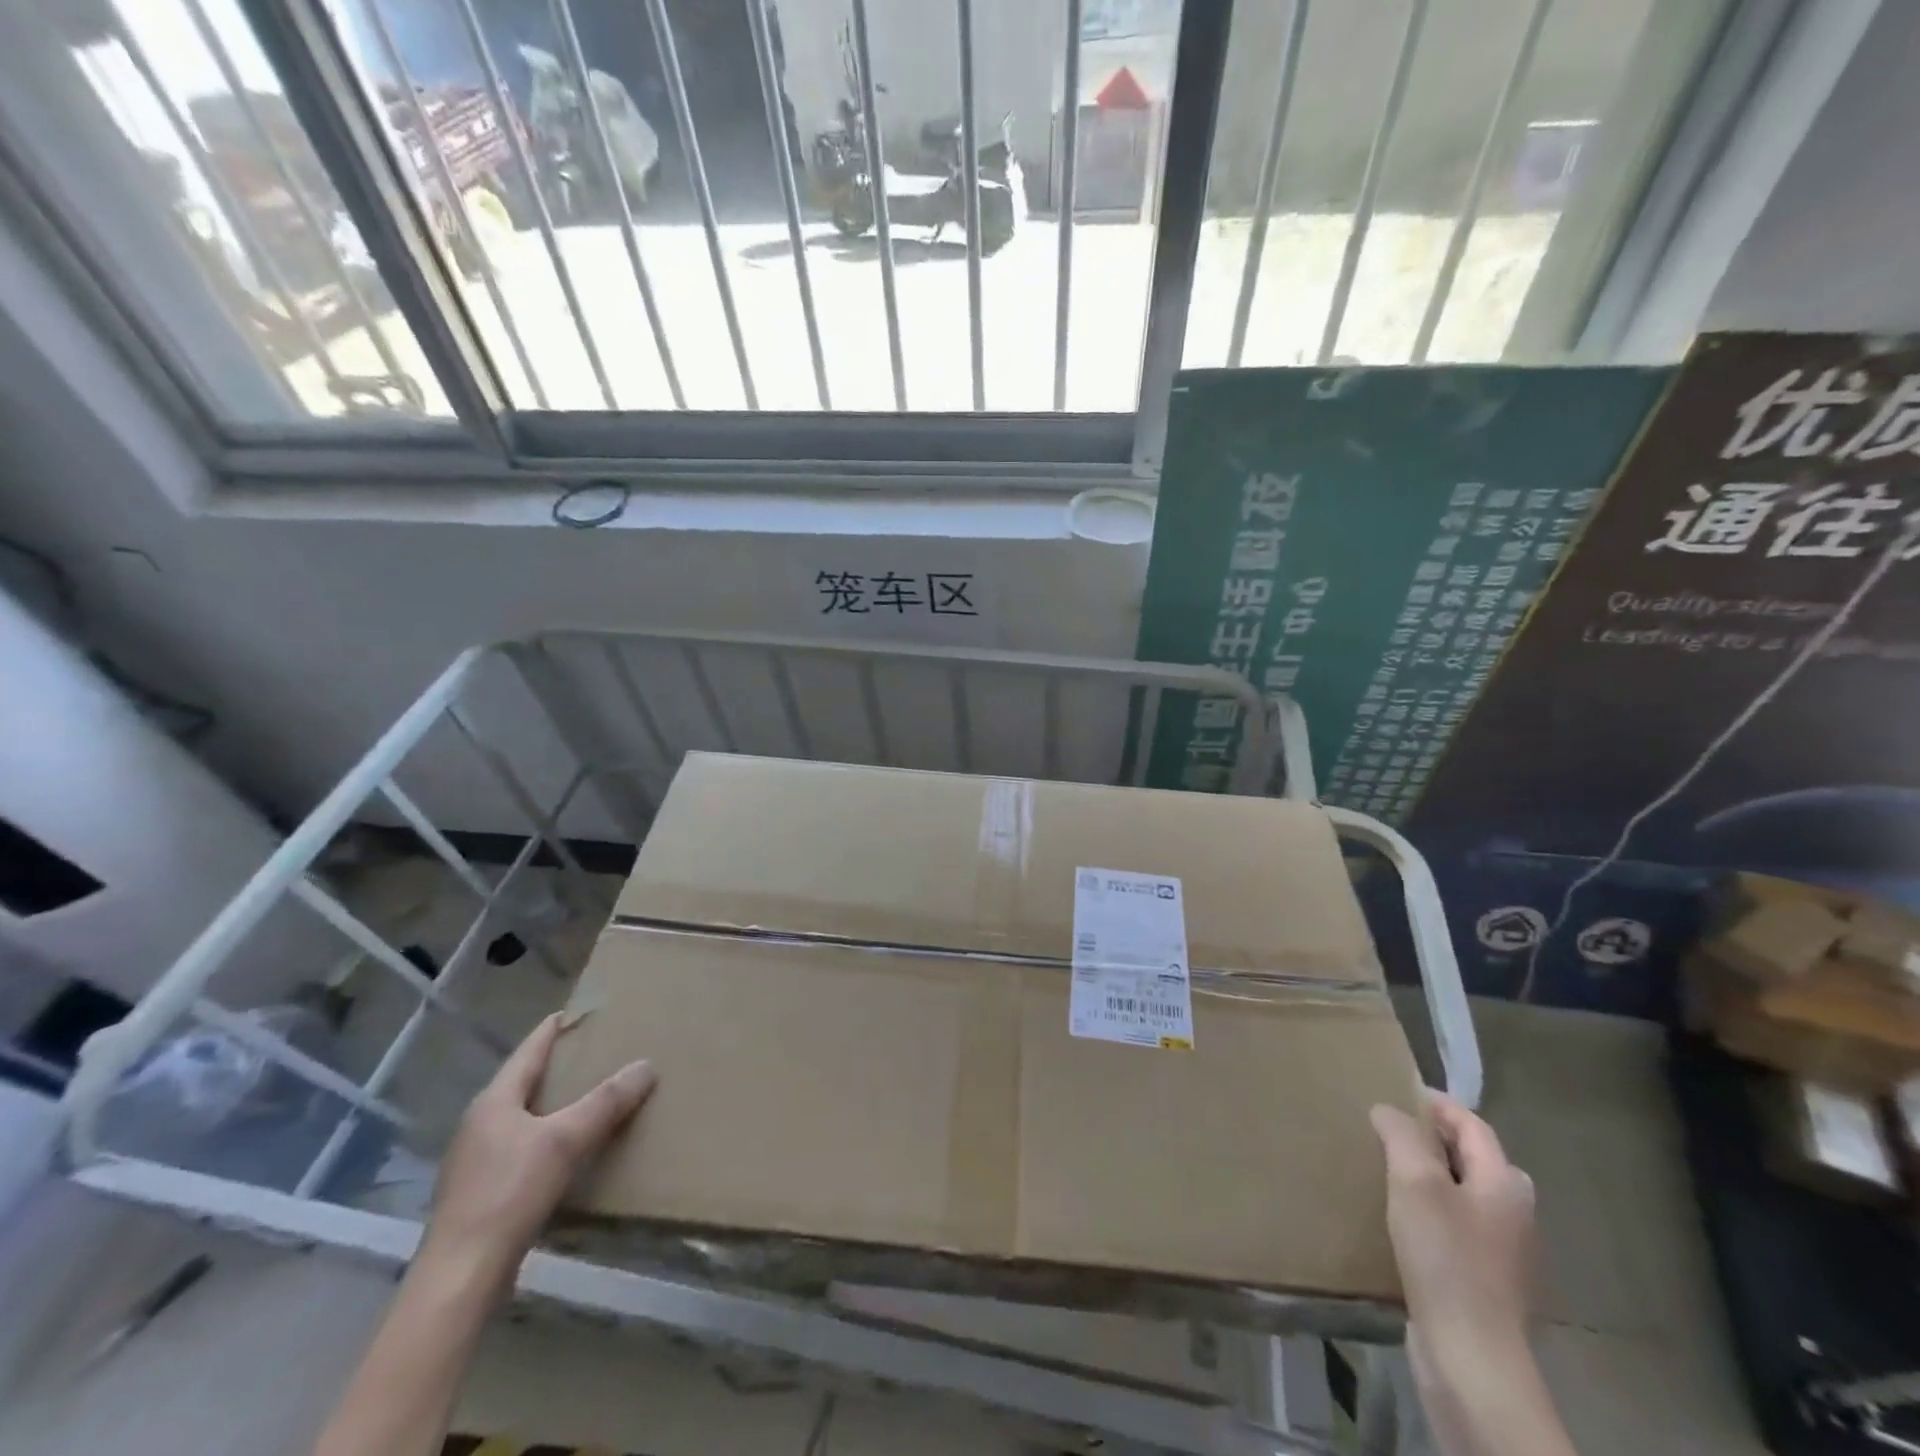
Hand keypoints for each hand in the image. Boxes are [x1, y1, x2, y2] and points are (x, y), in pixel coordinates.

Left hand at [422, 1012, 654, 1288]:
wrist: (460, 1277)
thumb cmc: (509, 1194)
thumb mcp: (565, 1140)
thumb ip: (606, 1101)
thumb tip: (646, 1064)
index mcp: (494, 1100)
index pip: (531, 1049)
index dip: (557, 1027)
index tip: (585, 1010)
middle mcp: (481, 1123)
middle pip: (526, 1080)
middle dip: (562, 1065)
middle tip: (602, 1050)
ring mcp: (477, 1159)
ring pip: (525, 1115)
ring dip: (557, 1103)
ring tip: (594, 1095)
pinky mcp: (482, 1191)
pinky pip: (523, 1146)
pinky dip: (550, 1136)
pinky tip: (571, 1148)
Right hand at [1371, 1096, 1538, 1381]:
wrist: (1471, 1357)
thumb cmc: (1445, 1258)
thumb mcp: (1415, 1182)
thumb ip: (1402, 1135)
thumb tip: (1388, 1110)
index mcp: (1505, 1184)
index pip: (1472, 1125)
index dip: (1436, 1104)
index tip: (1397, 1090)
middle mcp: (1515, 1214)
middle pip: (1476, 1159)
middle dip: (1438, 1139)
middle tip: (1394, 1129)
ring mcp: (1506, 1253)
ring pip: (1468, 1194)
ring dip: (1434, 1176)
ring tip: (1391, 1170)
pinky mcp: (1488, 1283)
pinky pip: (1460, 1228)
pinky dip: (1435, 1211)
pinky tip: (1404, 1220)